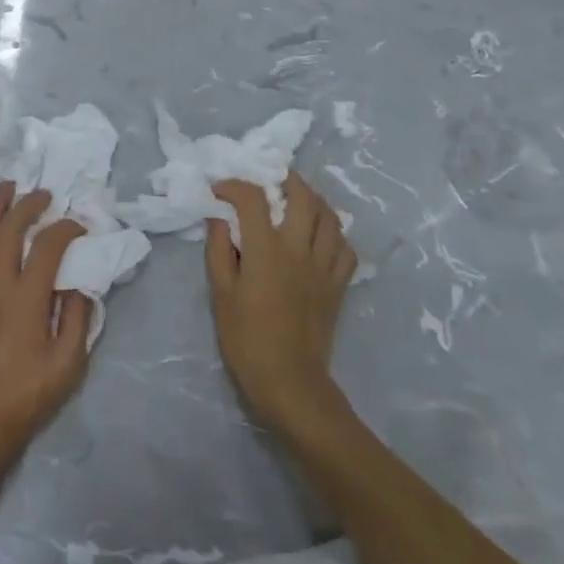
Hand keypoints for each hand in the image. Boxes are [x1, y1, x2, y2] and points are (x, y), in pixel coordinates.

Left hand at [0, 181, 90, 470]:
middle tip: (43, 195)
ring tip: (6, 186)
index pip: (48, 247)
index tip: (76, 226)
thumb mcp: (68, 365)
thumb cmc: (25, 396)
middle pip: (10, 231)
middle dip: (29, 205)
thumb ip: (78, 318)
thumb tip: (82, 282)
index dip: (65, 229)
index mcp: (27, 299)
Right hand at [205, 173, 356, 434]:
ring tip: (297, 199)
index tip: (220, 190)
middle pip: (303, 196)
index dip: (234, 186)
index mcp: (266, 250)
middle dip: (285, 179)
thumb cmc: (247, 341)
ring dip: (313, 200)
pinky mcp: (338, 286)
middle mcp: (299, 250)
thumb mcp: (221, 295)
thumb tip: (218, 217)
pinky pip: (345, 248)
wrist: (291, 385)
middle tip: (269, 179)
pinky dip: (334, 234)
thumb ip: (219, 250)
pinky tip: (320, 237)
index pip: (253, 199)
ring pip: (330, 218)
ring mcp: (324, 267)